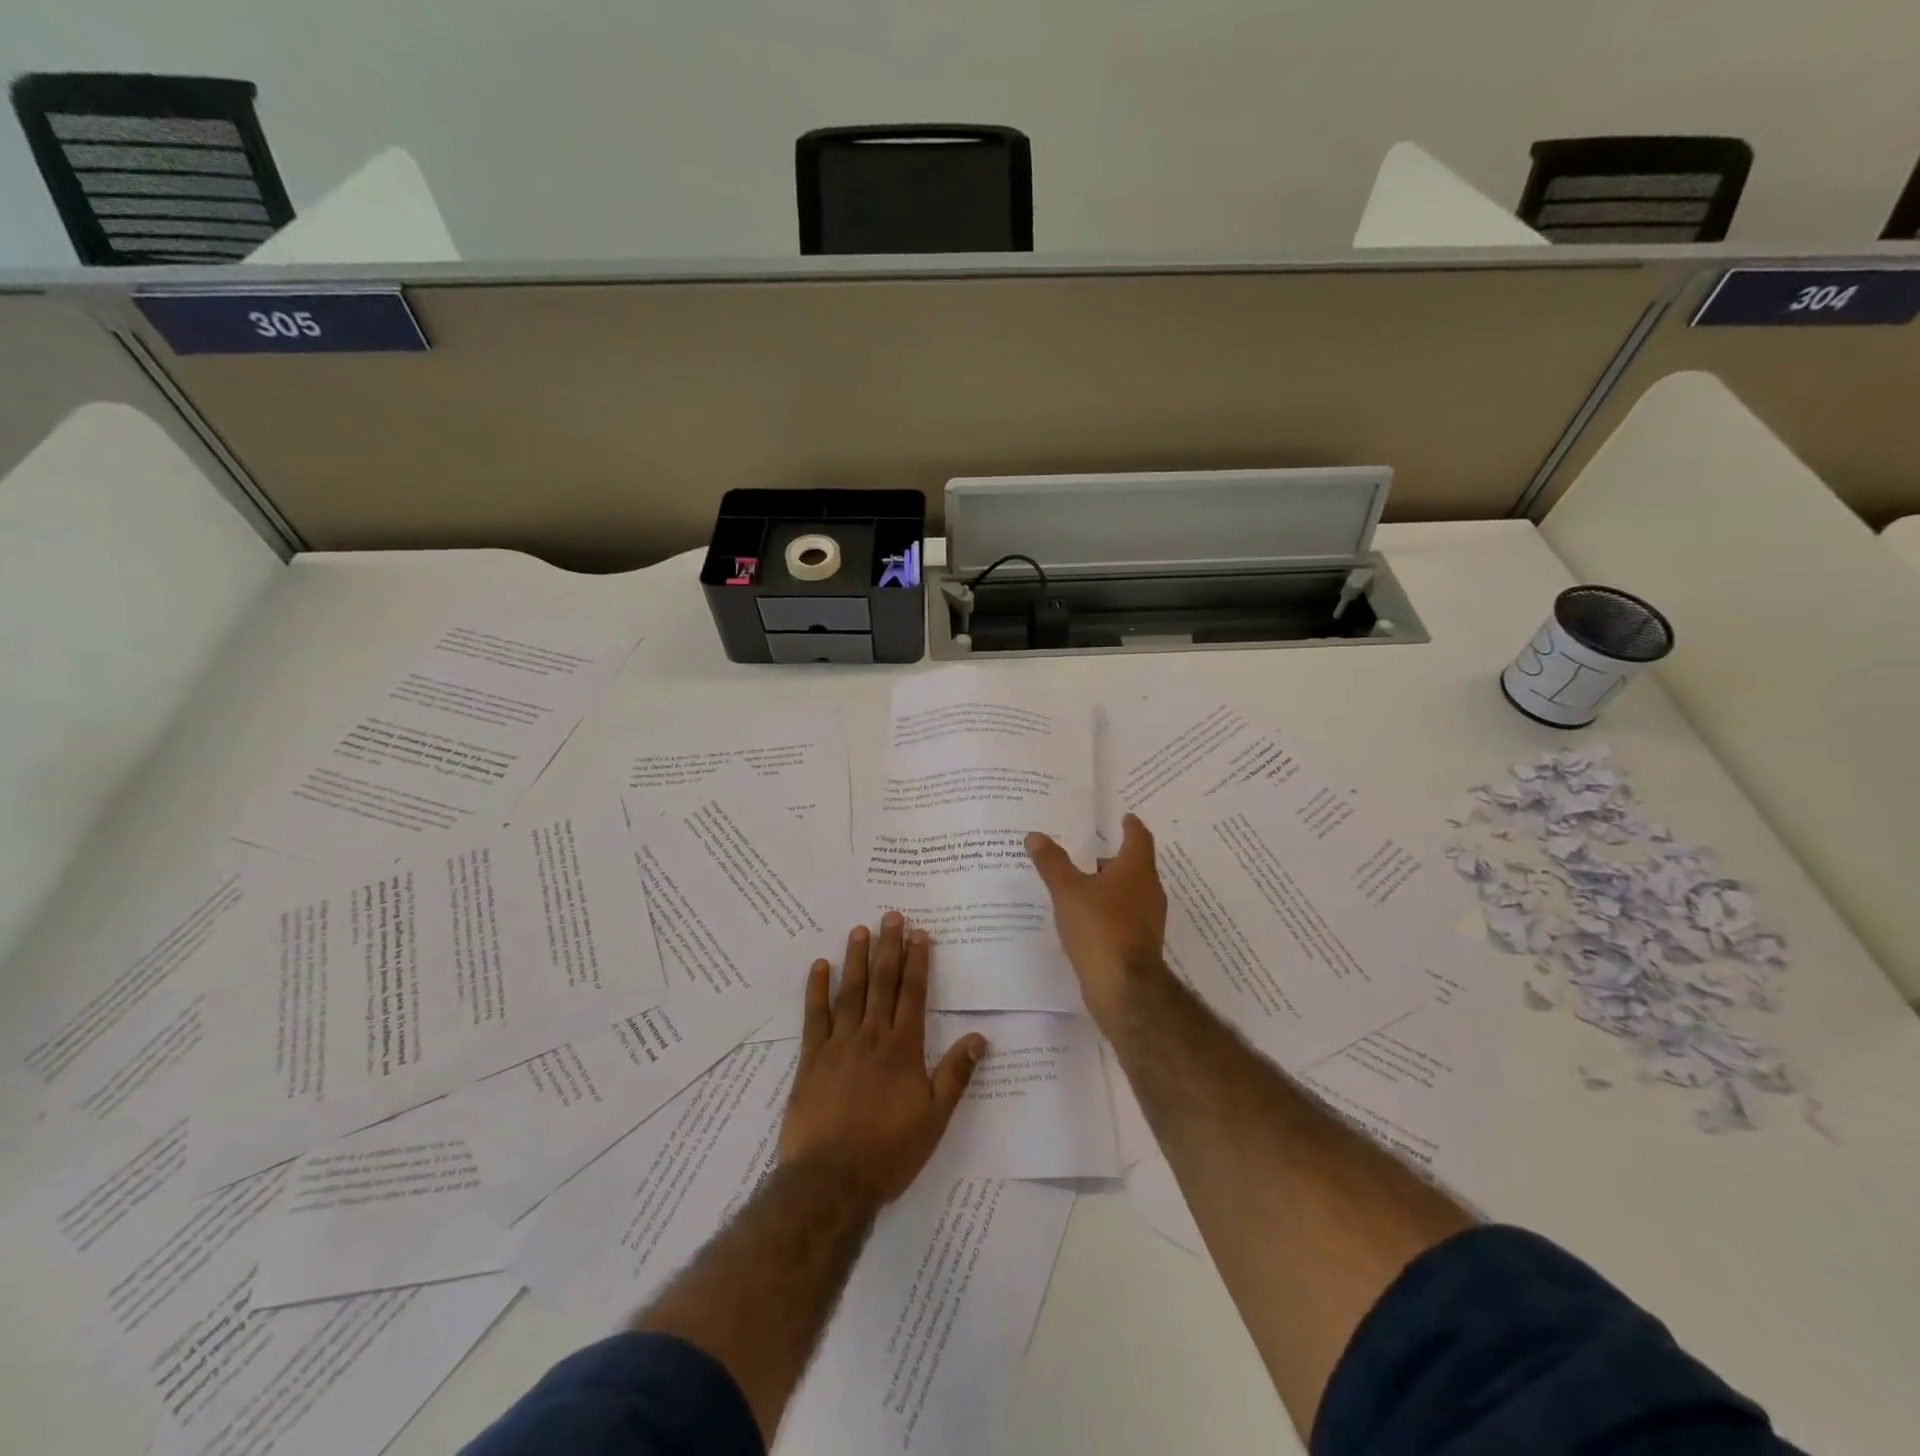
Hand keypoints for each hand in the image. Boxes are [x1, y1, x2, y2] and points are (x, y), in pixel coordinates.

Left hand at [778, 914, 986, 1205]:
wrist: (833, 1179)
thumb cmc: (890, 1150)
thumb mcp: (935, 1117)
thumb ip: (955, 1074)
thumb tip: (980, 1037)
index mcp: (904, 1048)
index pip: (914, 994)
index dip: (917, 962)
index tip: (919, 934)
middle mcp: (873, 1036)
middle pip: (883, 984)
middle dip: (889, 948)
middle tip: (891, 916)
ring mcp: (839, 1044)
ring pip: (850, 992)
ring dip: (856, 959)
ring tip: (860, 929)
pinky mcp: (811, 1059)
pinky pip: (814, 1016)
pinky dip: (817, 990)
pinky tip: (819, 966)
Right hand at [1026, 813, 1168, 1030]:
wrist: (1124, 988)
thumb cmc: (1100, 928)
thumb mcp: (1068, 891)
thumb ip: (1052, 863)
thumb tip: (1035, 835)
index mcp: (1136, 870)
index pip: (1139, 837)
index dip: (1131, 826)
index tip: (1123, 817)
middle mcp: (1148, 890)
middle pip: (1134, 865)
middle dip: (1111, 857)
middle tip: (1087, 849)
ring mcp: (1147, 919)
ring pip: (1128, 892)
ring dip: (1108, 885)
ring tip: (1080, 882)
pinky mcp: (1140, 943)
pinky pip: (1123, 915)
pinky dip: (1107, 909)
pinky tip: (1084, 916)